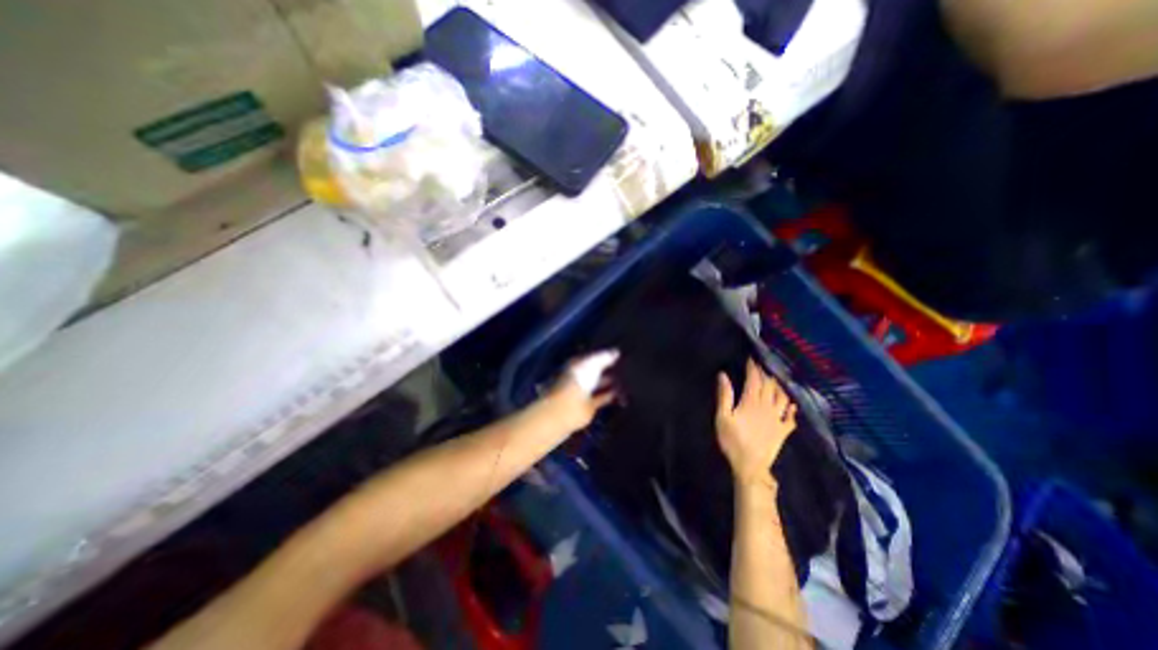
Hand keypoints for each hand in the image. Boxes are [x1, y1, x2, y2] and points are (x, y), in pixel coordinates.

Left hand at [541, 351, 618, 432]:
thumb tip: (616, 352)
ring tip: (626, 380)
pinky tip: (622, 395)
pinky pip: (603, 399)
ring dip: (611, 383)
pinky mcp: (589, 406)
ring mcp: (583, 392)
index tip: (618, 355)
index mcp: (577, 364)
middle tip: (625, 367)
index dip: (604, 355)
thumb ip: (605, 357)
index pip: (592, 357)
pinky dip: (611, 397)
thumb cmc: (577, 380)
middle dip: (608, 369)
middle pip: (596, 371)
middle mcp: (579, 376)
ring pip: (600, 385)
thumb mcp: (593, 363)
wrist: (567, 407)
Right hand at [715, 361, 797, 486]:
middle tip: (762, 366)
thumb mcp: (722, 417)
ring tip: (777, 381)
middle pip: (770, 386)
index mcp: (751, 402)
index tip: (752, 358)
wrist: (750, 466)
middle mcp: (768, 407)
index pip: (755, 380)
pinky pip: (791, 418)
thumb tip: (723, 375)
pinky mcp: (783, 431)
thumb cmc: (732, 440)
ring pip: (783, 398)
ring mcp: (778, 419)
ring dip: (780, 387)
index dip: (753, 368)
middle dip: (766, 374)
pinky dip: (792, 409)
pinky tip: (792, 406)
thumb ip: (724, 395)